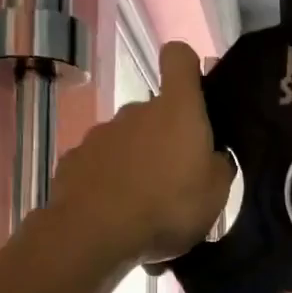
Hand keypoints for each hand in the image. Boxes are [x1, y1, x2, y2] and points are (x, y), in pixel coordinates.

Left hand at [53, 42, 233, 265]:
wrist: (96, 233)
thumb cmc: (169, 206)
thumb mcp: (216, 193)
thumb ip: (218, 165)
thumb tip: (212, 155)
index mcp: (177, 110)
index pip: (180, 59)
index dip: (187, 68)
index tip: (194, 91)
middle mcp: (136, 111)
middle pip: (154, 112)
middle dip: (165, 139)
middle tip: (177, 180)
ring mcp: (100, 134)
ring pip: (127, 141)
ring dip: (137, 164)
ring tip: (145, 206)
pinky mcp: (74, 160)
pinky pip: (101, 166)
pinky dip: (110, 183)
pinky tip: (116, 214)